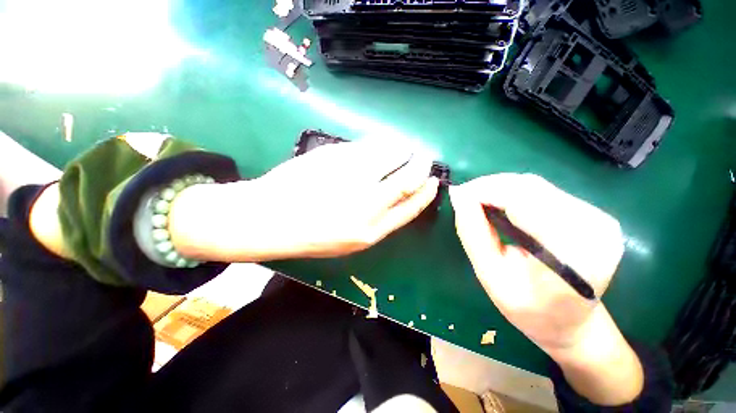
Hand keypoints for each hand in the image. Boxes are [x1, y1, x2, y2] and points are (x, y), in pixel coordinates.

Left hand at [169, 140, 439, 260]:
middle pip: (408, 179)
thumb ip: (376, 219)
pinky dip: (379, 143)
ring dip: (402, 149)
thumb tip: (398, 195)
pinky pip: (368, 146)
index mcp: (371, 231)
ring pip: (391, 155)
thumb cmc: (309, 235)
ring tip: (402, 148)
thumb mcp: (349, 239)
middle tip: (423, 158)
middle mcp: (367, 205)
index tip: (433, 181)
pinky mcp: (336, 157)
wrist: (267, 220)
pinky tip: (379, 145)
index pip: (412, 208)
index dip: (426, 193)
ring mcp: (352, 178)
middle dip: (421, 165)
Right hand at [449, 173, 623, 349]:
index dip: (485, 190)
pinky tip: (500, 204)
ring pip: (536, 185)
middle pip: (530, 187)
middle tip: (464, 197)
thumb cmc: (528, 309)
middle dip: (490, 186)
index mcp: (571, 252)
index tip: (458, 194)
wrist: (573, 323)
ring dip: (501, 188)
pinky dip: (515, 192)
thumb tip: (459, 198)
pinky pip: (544, 191)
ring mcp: (598, 218)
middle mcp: (593, 228)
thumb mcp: (490, 276)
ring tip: (478, 200)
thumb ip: (474, 234)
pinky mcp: (594, 214)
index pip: (522, 201)